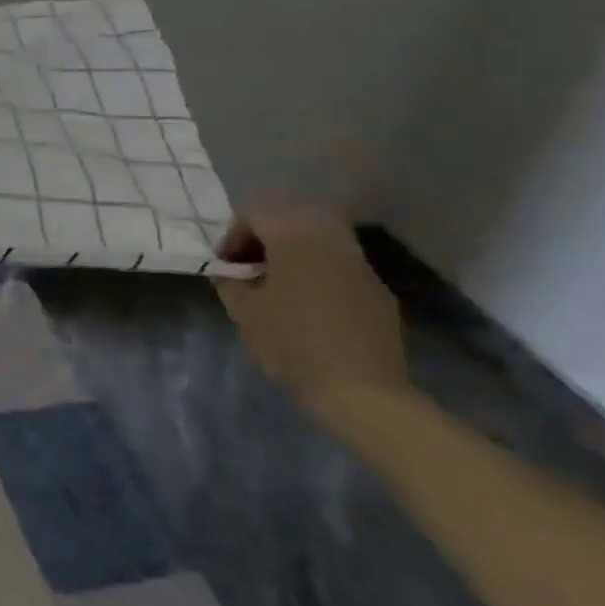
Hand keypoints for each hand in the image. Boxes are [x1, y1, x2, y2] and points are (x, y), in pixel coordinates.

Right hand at [212, 208, 409, 418]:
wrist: (362, 391)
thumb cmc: (293, 344)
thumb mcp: (243, 311)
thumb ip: (230, 280)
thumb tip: (230, 271)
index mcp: (295, 238)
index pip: (255, 214)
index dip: (232, 235)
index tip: (225, 265)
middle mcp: (331, 240)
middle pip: (291, 219)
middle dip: (265, 238)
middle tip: (249, 267)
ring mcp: (361, 265)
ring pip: (319, 241)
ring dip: (293, 254)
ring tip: (277, 286)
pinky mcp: (379, 291)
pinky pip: (339, 267)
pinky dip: (318, 273)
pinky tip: (310, 306)